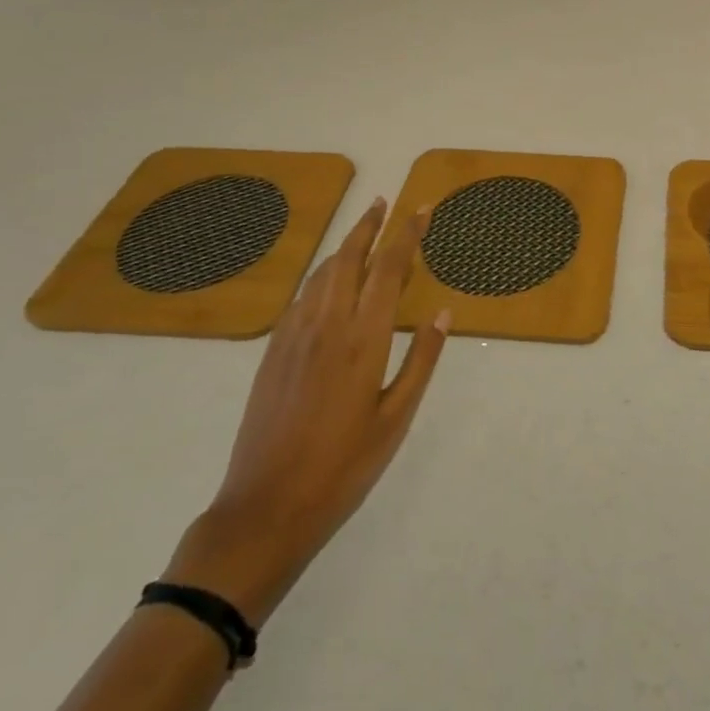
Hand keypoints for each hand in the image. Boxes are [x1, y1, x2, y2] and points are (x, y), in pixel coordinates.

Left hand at [163, 200, 448, 624]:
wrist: (266, 508)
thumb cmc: (344, 467)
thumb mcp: (397, 417)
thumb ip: (422, 359)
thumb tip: (443, 312)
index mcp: (363, 338)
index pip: (389, 269)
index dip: (407, 234)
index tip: (421, 209)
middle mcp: (327, 324)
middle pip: (349, 258)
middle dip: (369, 226)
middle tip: (385, 202)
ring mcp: (294, 336)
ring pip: (322, 273)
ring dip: (344, 246)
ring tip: (362, 231)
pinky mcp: (272, 352)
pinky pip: (301, 297)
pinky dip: (321, 275)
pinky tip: (327, 280)